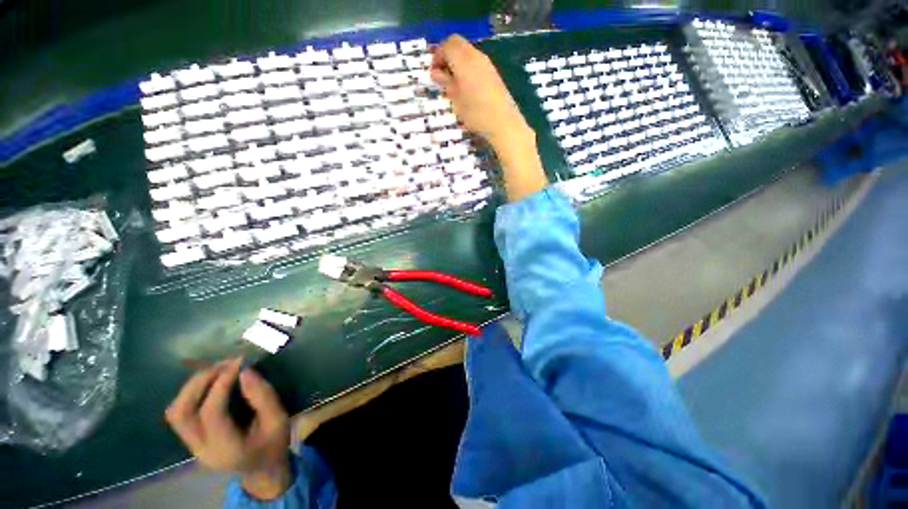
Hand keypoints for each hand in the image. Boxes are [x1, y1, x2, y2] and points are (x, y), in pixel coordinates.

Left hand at [165, 359, 291, 499]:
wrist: (262, 468)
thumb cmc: (274, 442)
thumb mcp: (279, 419)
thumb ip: (264, 397)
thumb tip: (245, 371)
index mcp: (226, 449)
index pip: (212, 413)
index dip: (222, 384)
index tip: (239, 363)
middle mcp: (201, 449)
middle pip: (182, 413)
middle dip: (199, 383)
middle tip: (223, 364)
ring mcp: (192, 446)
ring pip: (175, 413)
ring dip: (192, 387)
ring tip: (216, 370)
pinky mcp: (190, 439)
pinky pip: (180, 413)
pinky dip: (191, 393)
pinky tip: (210, 383)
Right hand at [431, 35, 547, 201]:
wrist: (503, 123)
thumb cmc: (476, 113)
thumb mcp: (456, 100)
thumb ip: (445, 83)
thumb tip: (435, 72)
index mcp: (464, 60)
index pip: (448, 44)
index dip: (437, 56)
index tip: (433, 73)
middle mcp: (476, 56)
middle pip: (458, 44)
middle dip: (447, 56)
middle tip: (441, 76)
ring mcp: (487, 64)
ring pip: (468, 53)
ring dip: (457, 63)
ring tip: (453, 84)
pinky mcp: (493, 74)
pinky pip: (476, 63)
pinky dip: (467, 69)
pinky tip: (466, 88)